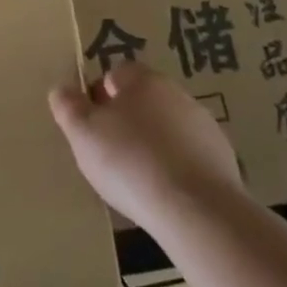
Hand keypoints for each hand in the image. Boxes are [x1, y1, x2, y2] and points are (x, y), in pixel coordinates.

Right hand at [48, 60, 246, 227]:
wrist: (198, 212)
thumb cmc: (130, 162)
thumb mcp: (82, 133)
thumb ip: (67, 106)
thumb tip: (62, 90)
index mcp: (143, 80)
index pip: (116, 74)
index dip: (99, 96)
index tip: (90, 125)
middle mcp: (177, 94)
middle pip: (143, 99)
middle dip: (126, 120)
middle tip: (109, 151)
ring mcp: (205, 127)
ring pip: (168, 127)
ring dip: (153, 143)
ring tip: (137, 177)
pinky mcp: (224, 160)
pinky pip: (189, 156)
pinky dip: (176, 167)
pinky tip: (164, 192)